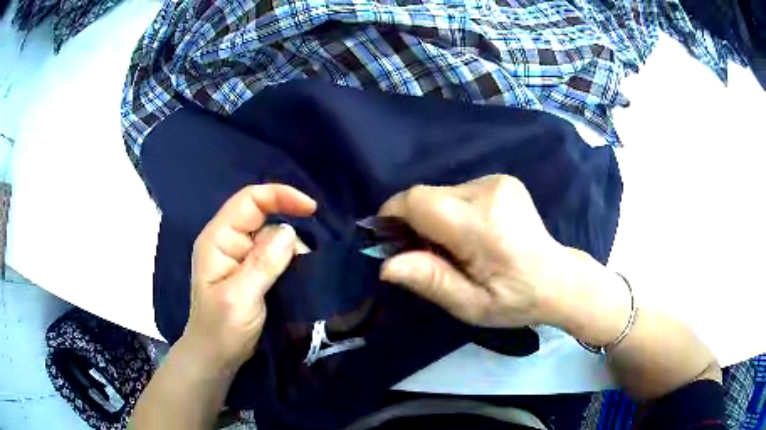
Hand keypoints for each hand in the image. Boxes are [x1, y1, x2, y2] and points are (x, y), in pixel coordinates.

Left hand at [183, 184, 315, 370]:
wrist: (216, 358)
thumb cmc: (221, 329)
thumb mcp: (240, 298)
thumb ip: (263, 263)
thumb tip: (290, 231)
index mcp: (218, 239)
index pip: (249, 201)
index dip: (280, 196)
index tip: (312, 210)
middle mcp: (229, 241)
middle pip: (263, 217)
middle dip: (288, 232)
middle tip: (304, 263)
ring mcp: (240, 257)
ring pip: (273, 238)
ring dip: (291, 253)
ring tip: (298, 280)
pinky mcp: (251, 272)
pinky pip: (275, 256)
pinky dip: (290, 263)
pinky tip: (296, 280)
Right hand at [379, 175, 577, 328]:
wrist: (558, 278)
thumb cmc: (516, 300)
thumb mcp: (471, 306)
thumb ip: (431, 281)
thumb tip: (386, 265)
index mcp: (483, 226)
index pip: (418, 201)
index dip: (394, 215)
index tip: (391, 241)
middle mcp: (489, 192)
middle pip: (427, 195)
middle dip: (415, 222)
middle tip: (428, 254)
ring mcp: (498, 181)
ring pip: (441, 192)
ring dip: (436, 217)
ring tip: (458, 247)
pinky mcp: (502, 180)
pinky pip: (458, 191)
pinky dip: (453, 210)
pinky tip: (473, 233)